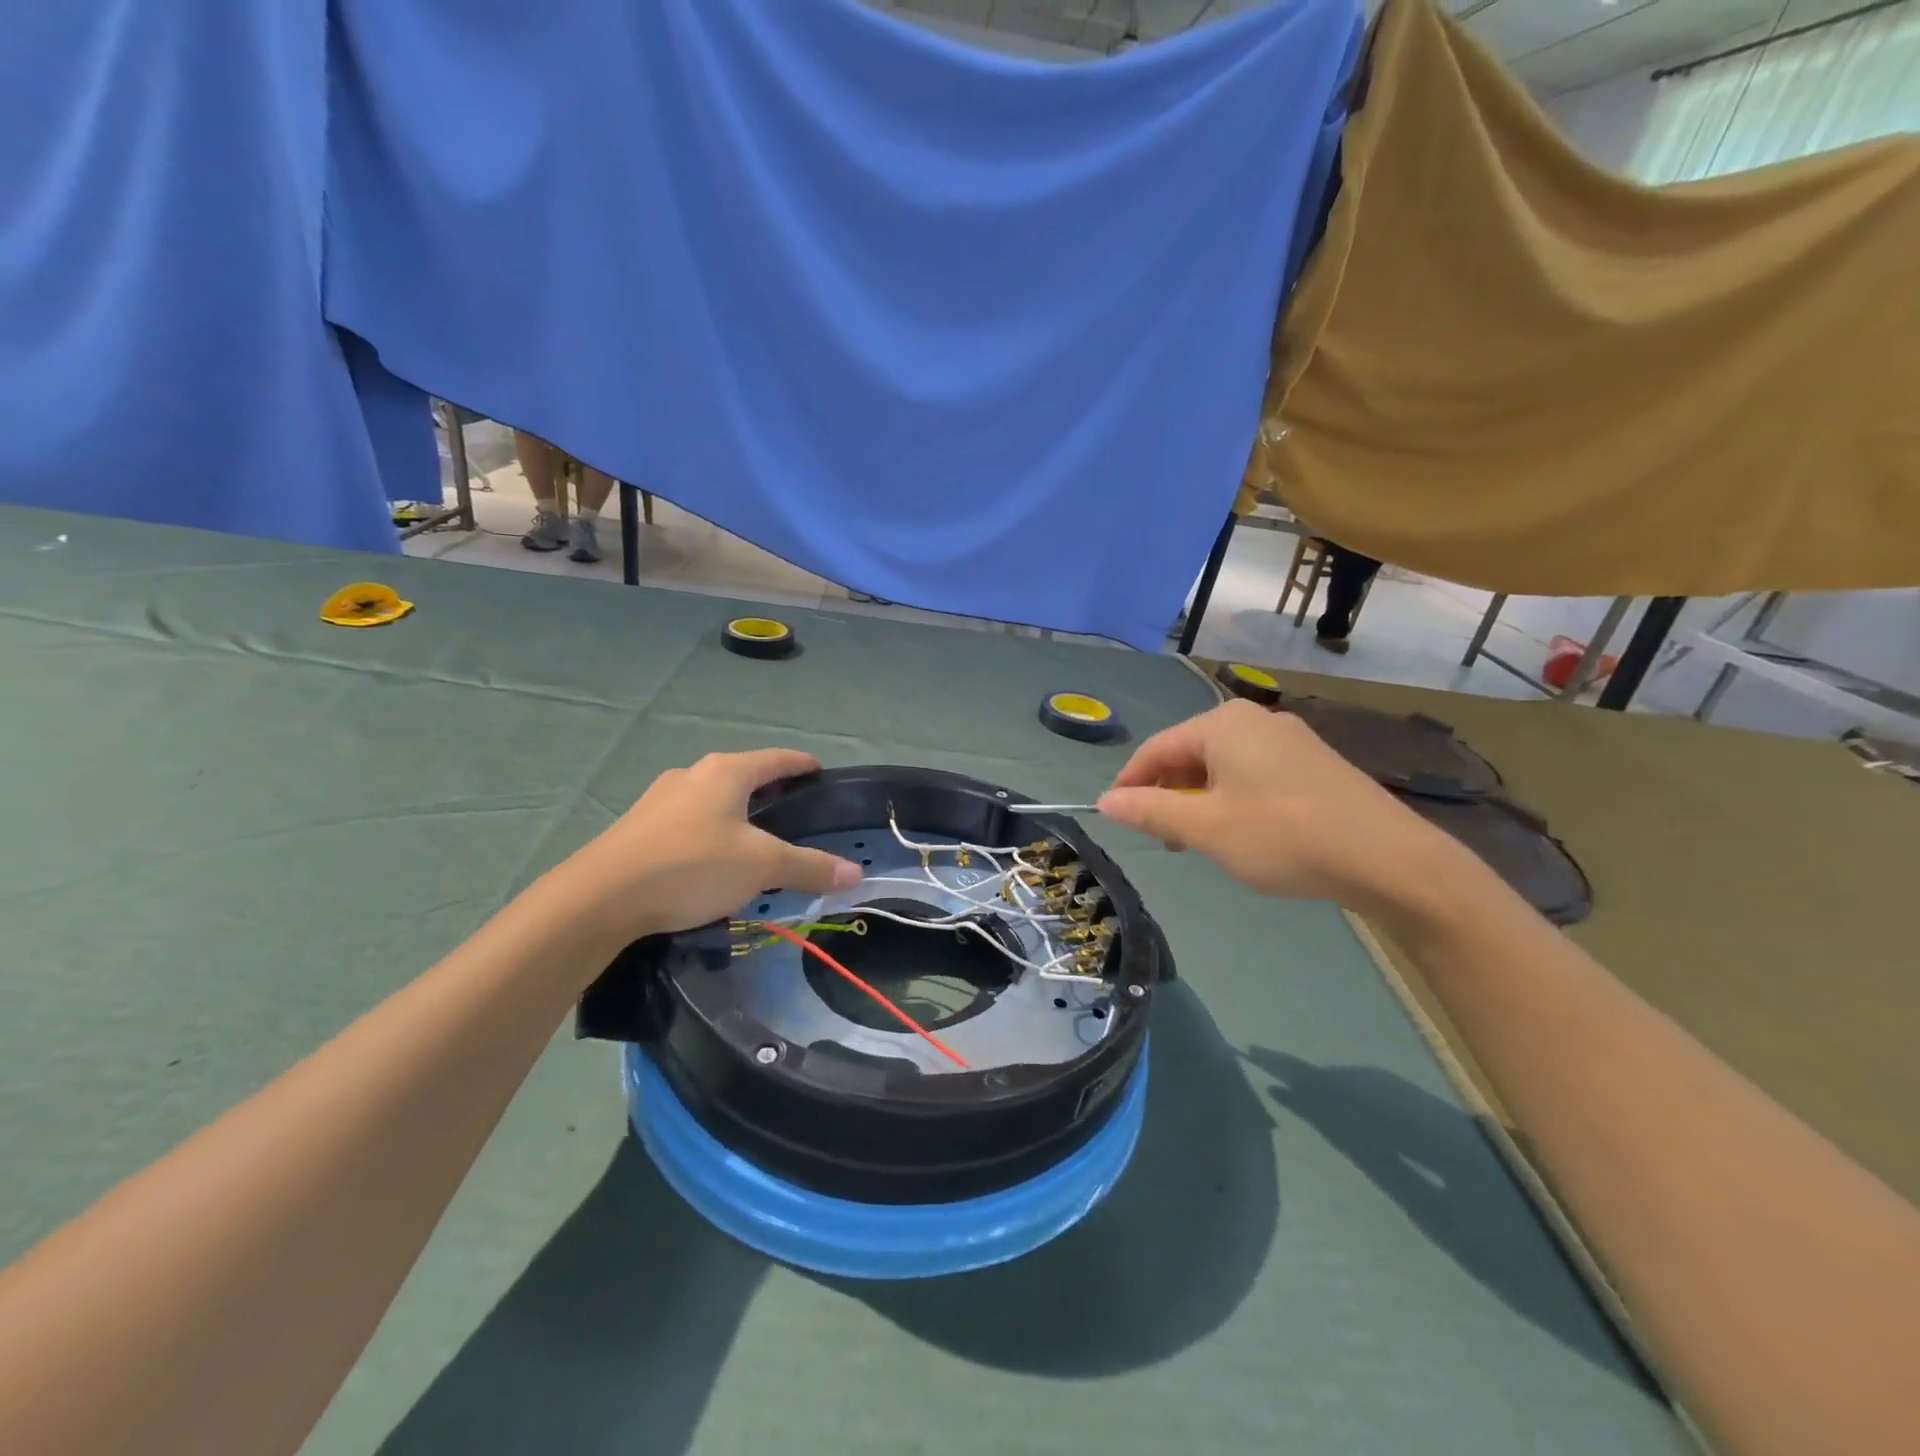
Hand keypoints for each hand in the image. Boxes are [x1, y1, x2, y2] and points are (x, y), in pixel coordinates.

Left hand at [543, 749, 861, 951]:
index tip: (822, 775)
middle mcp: (694, 774)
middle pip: (746, 776)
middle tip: (797, 815)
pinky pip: (690, 820)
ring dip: (740, 813)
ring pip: (715, 799)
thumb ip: (809, 867)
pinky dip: (712, 831)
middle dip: (773, 791)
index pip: (779, 759)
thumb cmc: (691, 866)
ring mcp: (662, 798)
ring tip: (757, 841)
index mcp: (728, 771)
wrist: (598, 898)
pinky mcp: (640, 826)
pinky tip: (713, 860)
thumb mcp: (760, 866)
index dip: (804, 766)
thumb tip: (857, 873)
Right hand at [1095, 700, 1459, 912]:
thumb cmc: (1283, 836)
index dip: (1130, 782)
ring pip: (1223, 766)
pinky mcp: (1315, 762)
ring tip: (1202, 841)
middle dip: (1169, 794)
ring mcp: (1290, 738)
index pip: (1157, 749)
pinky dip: (1234, 799)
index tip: (1116, 816)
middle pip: (1190, 754)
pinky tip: (1244, 832)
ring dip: (1200, 800)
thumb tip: (1106, 801)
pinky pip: (1254, 773)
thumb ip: (1150, 811)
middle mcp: (1255, 719)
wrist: (1387, 858)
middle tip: (1165, 839)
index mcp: (1223, 724)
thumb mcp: (1205, 829)